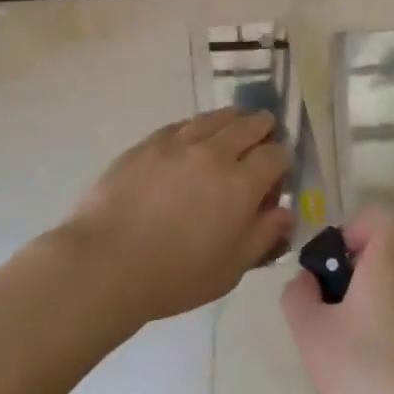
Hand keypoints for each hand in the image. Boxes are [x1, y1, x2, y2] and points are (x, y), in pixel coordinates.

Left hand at [64, 109, 293, 324]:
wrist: (105, 263)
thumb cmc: (175, 275)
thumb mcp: (231, 268)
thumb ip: (265, 235)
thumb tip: (288, 212)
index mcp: (241, 183)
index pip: (276, 155)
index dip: (283, 160)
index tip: (279, 170)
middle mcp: (214, 152)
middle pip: (249, 125)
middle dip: (264, 129)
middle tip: (264, 137)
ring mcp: (178, 143)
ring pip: (216, 117)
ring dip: (232, 120)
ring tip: (233, 128)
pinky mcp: (148, 143)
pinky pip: (182, 124)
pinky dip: (197, 127)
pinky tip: (193, 138)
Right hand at [281, 206, 393, 393]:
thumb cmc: (362, 374)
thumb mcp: (311, 332)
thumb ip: (298, 295)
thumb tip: (306, 281)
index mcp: (390, 265)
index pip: (385, 215)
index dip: (355, 225)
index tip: (334, 262)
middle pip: (380, 253)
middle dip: (345, 273)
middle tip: (320, 311)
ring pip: (386, 289)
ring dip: (357, 305)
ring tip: (334, 347)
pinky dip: (374, 330)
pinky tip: (358, 371)